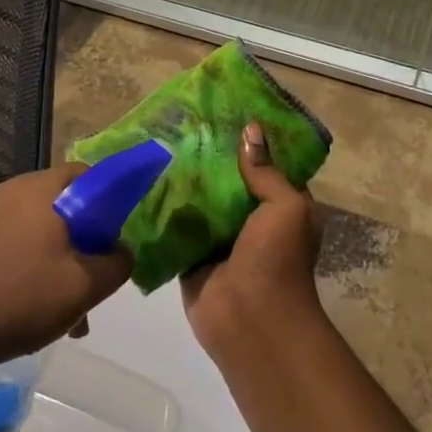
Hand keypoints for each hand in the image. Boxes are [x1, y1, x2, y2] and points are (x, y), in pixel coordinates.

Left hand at [0, 164, 134, 367]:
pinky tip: (40, 314)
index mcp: (38, 189)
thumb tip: (122, 251)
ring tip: (72, 314)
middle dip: (87, 243)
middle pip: (66, 207)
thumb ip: (117, 263)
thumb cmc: (19, 298)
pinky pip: (18, 249)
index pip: (86, 174)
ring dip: (63, 264)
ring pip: (43, 233)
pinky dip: (35, 271)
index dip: (110, 201)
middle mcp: (12, 194)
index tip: (118, 236)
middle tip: (96, 279)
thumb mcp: (83, 286)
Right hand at [181, 122, 325, 359]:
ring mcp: (221, 239)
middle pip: (230, 180)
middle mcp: (252, 220)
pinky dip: (166, 207)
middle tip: (184, 120)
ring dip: (186, 179)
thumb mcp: (286, 207)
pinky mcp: (192, 255)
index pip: (266, 165)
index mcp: (281, 207)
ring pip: (202, 200)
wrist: (251, 321)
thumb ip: (266, 171)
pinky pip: (178, 225)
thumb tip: (250, 129)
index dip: (251, 140)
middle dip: (211, 156)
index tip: (226, 110)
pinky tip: (146, 178)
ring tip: (161, 140)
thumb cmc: (278, 259)